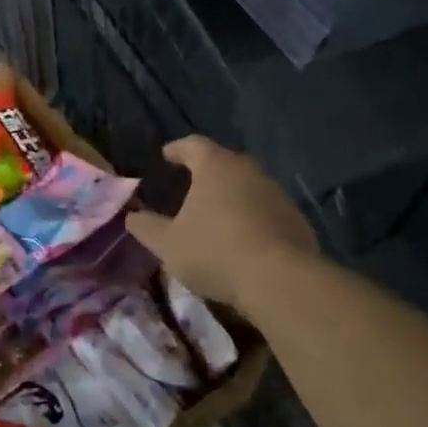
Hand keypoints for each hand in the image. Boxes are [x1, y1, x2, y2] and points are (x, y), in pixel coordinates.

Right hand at [125, 136, 316, 312]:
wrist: (280, 280)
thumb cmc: (215, 252)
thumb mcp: (168, 244)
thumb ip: (146, 227)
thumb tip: (131, 216)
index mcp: (215, 166)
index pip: (193, 145)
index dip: (177, 149)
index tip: (167, 155)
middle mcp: (248, 170)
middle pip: (224, 162)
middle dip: (207, 171)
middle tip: (192, 184)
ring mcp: (276, 193)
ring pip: (248, 186)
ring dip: (232, 196)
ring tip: (217, 214)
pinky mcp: (296, 219)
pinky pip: (267, 210)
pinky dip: (253, 218)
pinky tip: (244, 239)